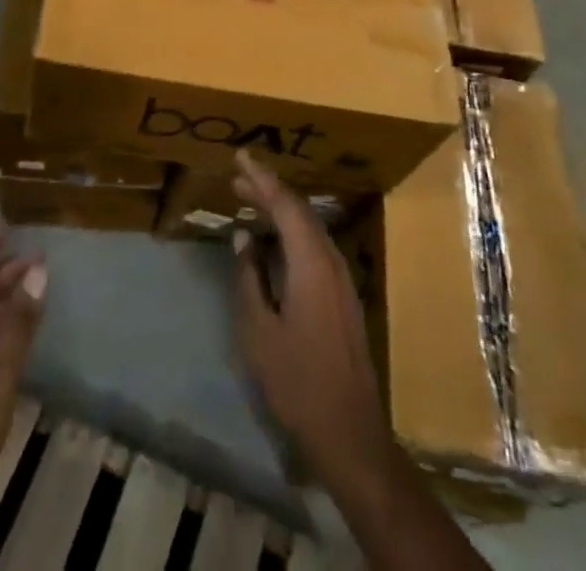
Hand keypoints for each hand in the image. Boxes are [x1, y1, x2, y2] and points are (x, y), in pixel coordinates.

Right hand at [230, 151, 392, 492]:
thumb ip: (249, 276)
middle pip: (299, 211)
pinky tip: (273, 240)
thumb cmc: (297, 380)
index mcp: (311, 262)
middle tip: (237, 177)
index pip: (285, 204)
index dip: (262, 177)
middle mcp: (331, 260)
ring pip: (309, 227)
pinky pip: (315, 245)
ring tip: (249, 201)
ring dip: (279, 210)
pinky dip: (291, 231)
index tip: (241, 155)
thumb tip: (244, 235)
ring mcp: (341, 278)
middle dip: (268, 190)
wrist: (348, 431)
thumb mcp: (259, 330)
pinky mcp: (342, 294)